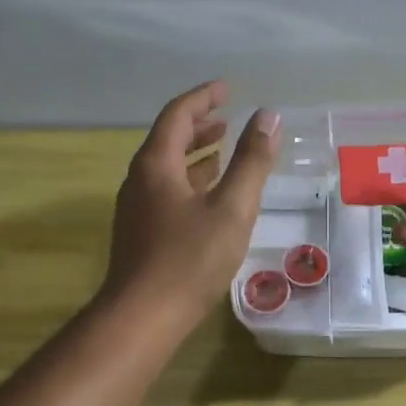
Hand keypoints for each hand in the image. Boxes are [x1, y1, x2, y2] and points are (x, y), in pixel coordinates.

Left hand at [99, 80, 278, 332]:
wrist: (143, 316)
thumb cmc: (190, 259)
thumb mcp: (231, 207)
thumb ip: (251, 162)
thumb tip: (268, 116)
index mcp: (156, 165)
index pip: (178, 115)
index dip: (204, 98)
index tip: (228, 89)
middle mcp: (140, 180)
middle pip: (168, 140)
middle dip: (199, 125)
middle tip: (227, 119)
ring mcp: (137, 209)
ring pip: (167, 169)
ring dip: (195, 155)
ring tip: (223, 151)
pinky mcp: (141, 234)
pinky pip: (167, 192)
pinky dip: (190, 182)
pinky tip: (209, 198)